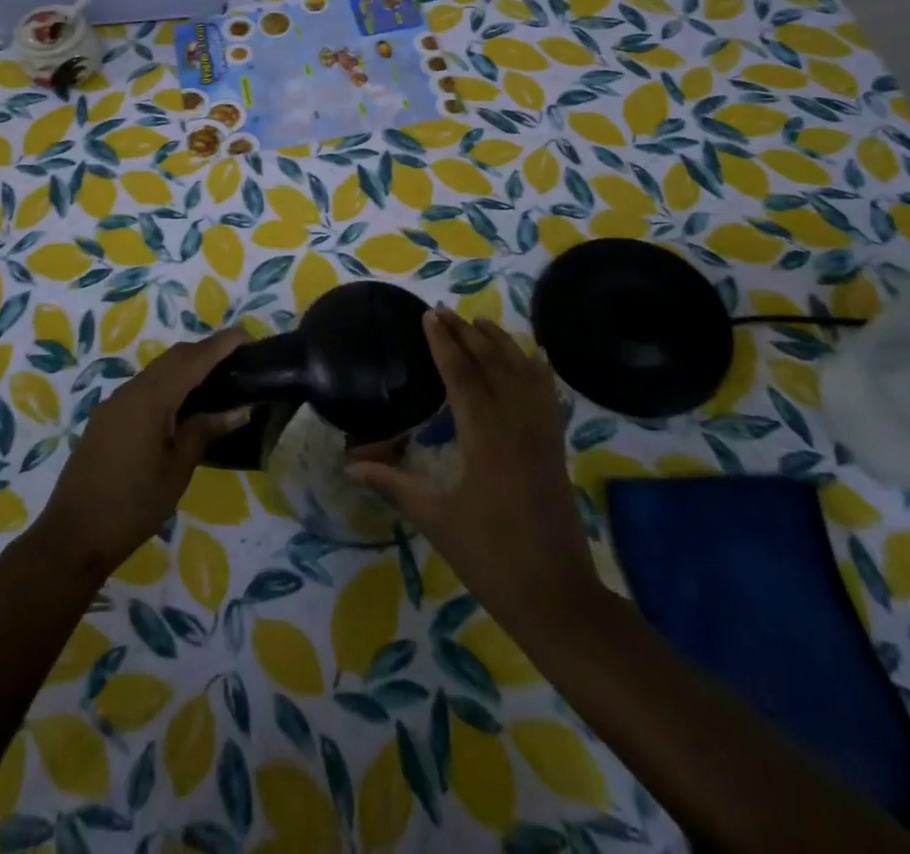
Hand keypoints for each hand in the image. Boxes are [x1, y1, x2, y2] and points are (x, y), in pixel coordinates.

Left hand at [35, 327, 251, 578]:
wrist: (73, 536)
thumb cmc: (133, 505)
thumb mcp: (177, 469)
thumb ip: (205, 431)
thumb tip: (238, 410)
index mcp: (151, 398)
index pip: (193, 358)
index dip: (221, 344)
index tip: (248, 336)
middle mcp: (130, 391)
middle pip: (173, 358)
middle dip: (205, 352)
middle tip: (237, 360)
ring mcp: (114, 404)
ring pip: (157, 372)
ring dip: (186, 368)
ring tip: (216, 382)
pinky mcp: (106, 420)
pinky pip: (143, 389)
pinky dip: (168, 386)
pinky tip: (182, 407)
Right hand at [349, 309, 598, 638]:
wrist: (557, 597)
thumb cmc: (491, 558)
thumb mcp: (436, 520)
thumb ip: (394, 485)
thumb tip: (351, 465)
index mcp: (485, 439)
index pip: (462, 375)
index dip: (443, 343)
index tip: (428, 315)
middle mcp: (517, 425)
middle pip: (493, 363)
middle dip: (467, 334)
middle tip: (444, 312)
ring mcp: (543, 434)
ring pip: (524, 372)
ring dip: (501, 343)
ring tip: (479, 323)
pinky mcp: (557, 447)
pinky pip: (548, 395)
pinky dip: (537, 369)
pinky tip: (531, 358)